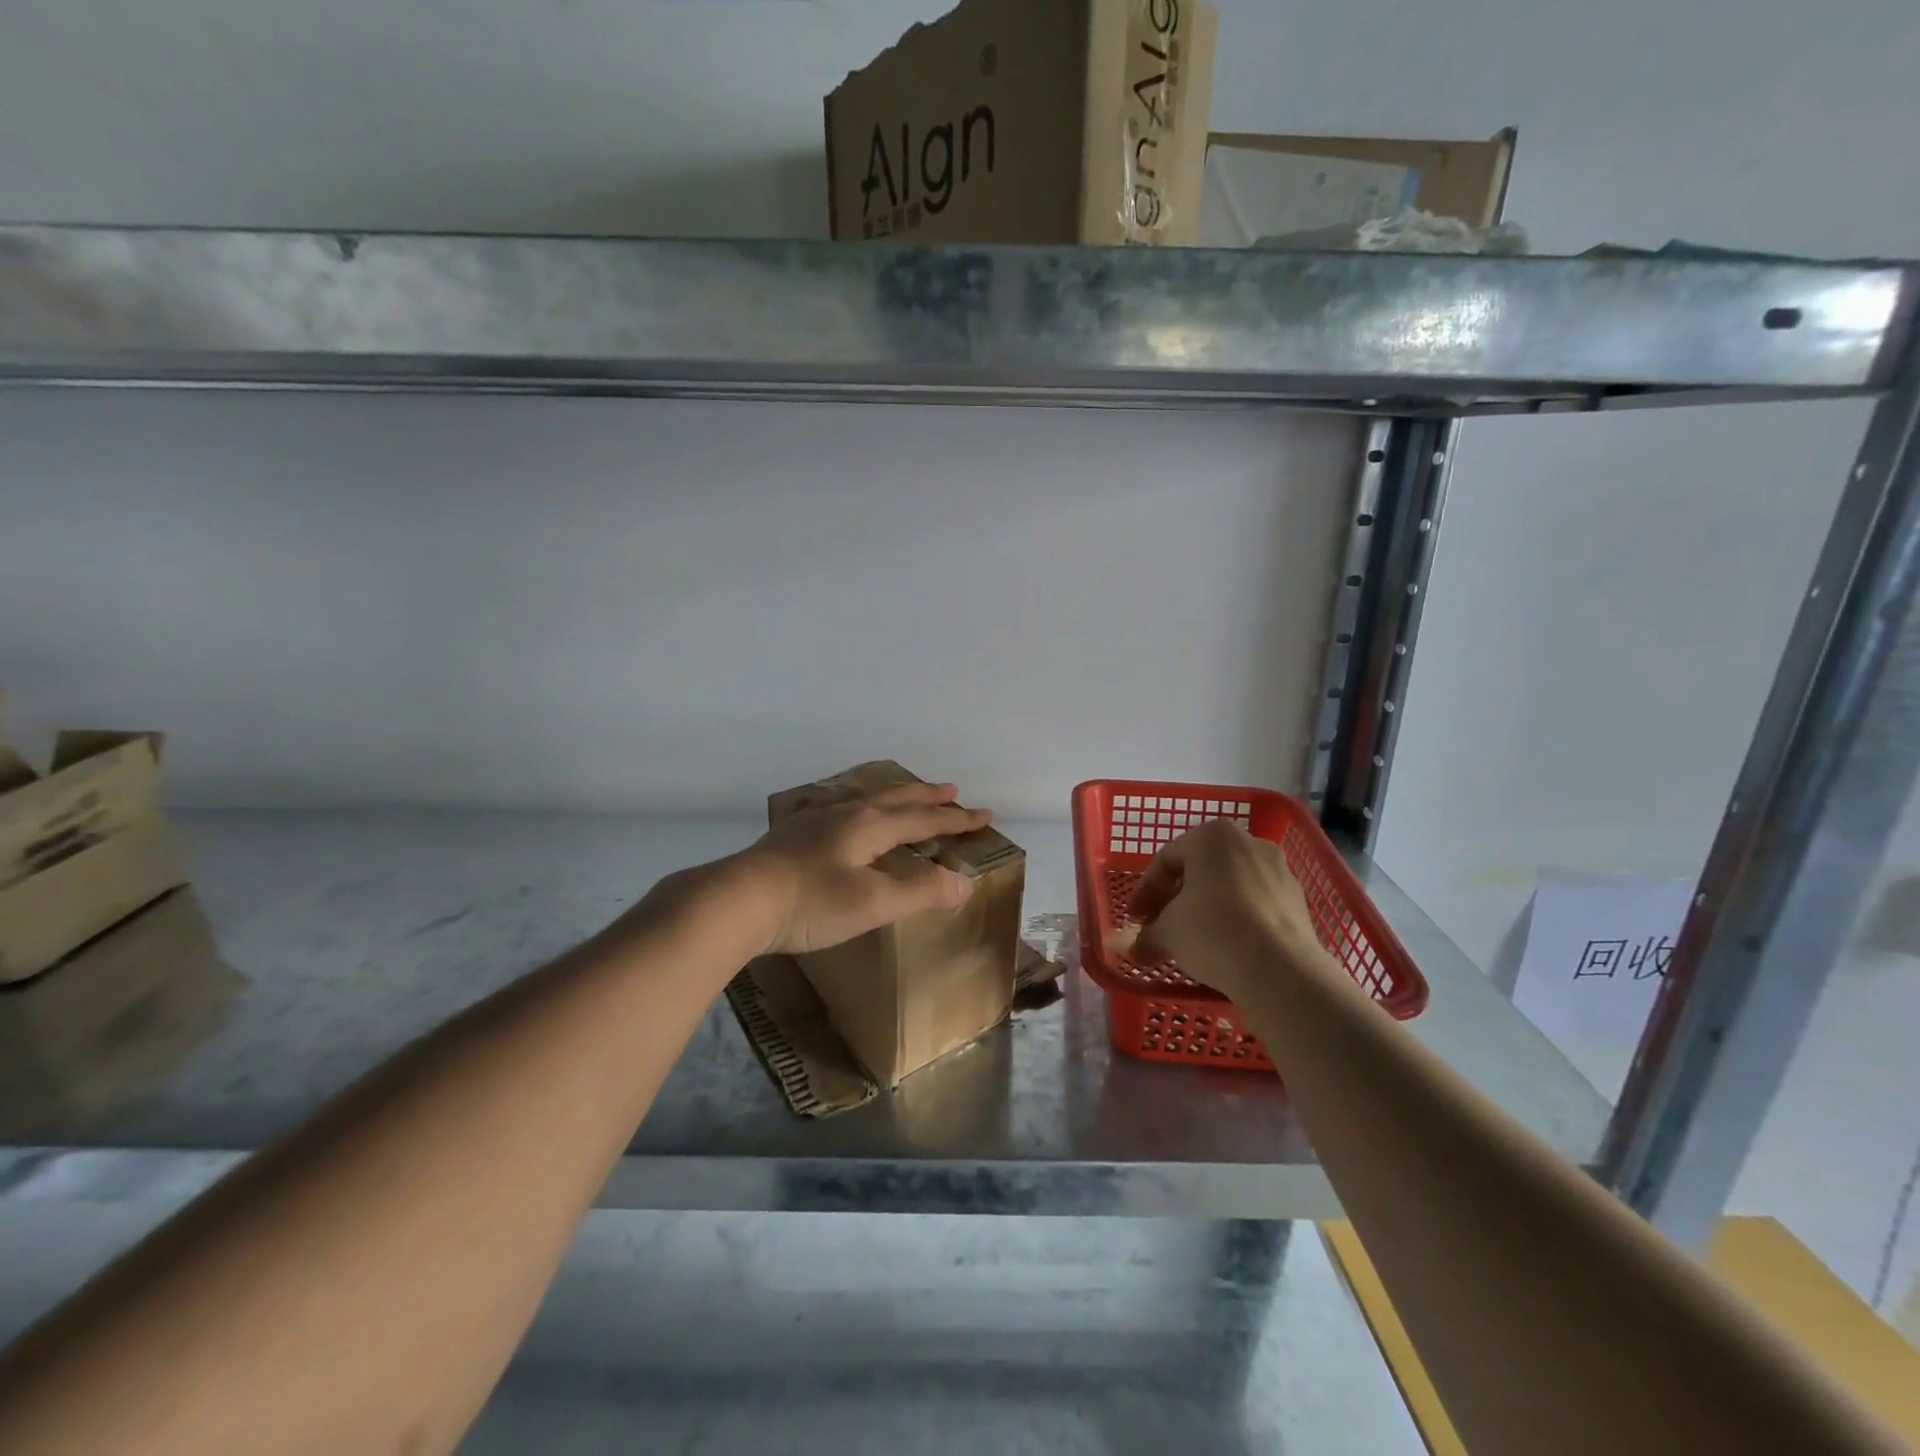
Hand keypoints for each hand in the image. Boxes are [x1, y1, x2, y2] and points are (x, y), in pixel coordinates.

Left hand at [738, 781, 992, 954]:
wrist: (737, 901)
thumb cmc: (811, 902)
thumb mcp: (873, 902)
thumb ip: (921, 891)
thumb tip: (965, 883)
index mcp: (870, 826)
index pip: (924, 820)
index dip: (956, 820)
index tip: (985, 816)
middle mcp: (847, 813)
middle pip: (896, 799)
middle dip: (927, 797)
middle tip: (951, 791)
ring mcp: (816, 820)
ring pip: (865, 798)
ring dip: (893, 796)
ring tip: (903, 793)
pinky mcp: (793, 834)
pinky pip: (838, 806)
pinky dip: (857, 804)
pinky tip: (841, 811)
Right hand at [1113, 819, 1321, 1000]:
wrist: (1280, 969)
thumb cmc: (1211, 931)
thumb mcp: (1167, 933)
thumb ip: (1145, 936)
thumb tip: (1130, 949)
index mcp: (1211, 836)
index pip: (1166, 859)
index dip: (1145, 891)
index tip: (1135, 919)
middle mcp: (1248, 842)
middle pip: (1200, 870)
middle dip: (1176, 899)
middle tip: (1159, 927)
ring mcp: (1279, 870)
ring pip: (1230, 886)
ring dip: (1207, 909)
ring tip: (1192, 941)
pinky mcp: (1298, 901)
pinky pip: (1256, 905)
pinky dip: (1237, 920)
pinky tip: (1226, 948)